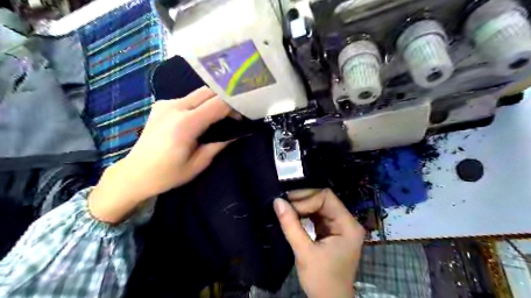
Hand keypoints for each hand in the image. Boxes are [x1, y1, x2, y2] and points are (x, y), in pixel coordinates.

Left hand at [87, 87, 230, 224]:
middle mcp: (175, 107)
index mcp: (185, 124)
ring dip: (212, 101)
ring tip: (218, 117)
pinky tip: (199, 118)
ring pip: (198, 93)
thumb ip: (219, 144)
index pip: (218, 104)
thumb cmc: (168, 174)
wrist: (135, 173)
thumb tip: (238, 133)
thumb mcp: (199, 163)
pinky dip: (199, 104)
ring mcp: (165, 104)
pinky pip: (187, 98)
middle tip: (233, 115)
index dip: (233, 107)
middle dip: (225, 99)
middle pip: (208, 91)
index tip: (241, 117)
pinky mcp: (161, 105)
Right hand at [274, 189, 365, 297]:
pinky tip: (293, 215)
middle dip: (303, 200)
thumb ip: (291, 225)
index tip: (287, 207)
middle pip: (323, 199)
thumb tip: (277, 201)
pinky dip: (304, 214)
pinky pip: (317, 215)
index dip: (306, 199)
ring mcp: (340, 226)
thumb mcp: (304, 252)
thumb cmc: (321, 280)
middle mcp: (347, 221)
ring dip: (302, 206)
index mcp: (348, 225)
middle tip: (283, 204)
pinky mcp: (331, 230)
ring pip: (319, 205)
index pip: (326, 198)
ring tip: (286, 208)